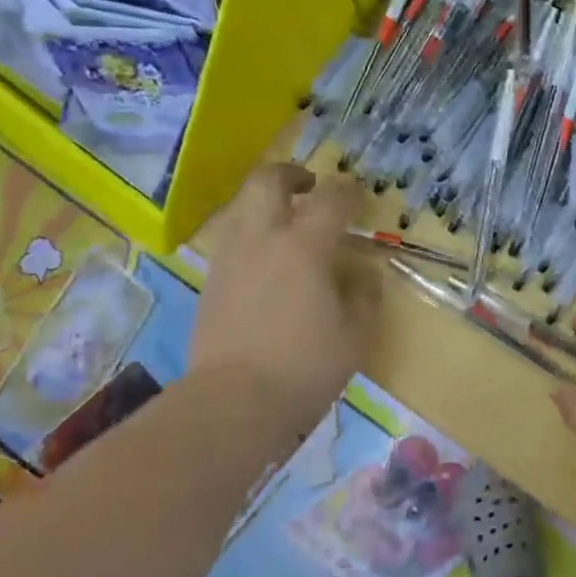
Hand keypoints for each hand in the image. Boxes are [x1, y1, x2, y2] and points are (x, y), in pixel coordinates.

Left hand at [189, 165, 379, 433]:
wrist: (233, 401)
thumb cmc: (305, 366)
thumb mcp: (355, 334)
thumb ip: (364, 295)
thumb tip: (363, 273)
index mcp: (304, 245)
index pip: (331, 198)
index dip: (350, 192)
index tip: (360, 197)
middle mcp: (262, 238)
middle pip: (268, 180)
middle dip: (292, 174)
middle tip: (311, 188)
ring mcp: (230, 258)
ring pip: (243, 206)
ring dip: (268, 204)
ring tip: (289, 227)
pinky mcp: (211, 282)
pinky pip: (233, 239)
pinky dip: (254, 235)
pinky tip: (268, 263)